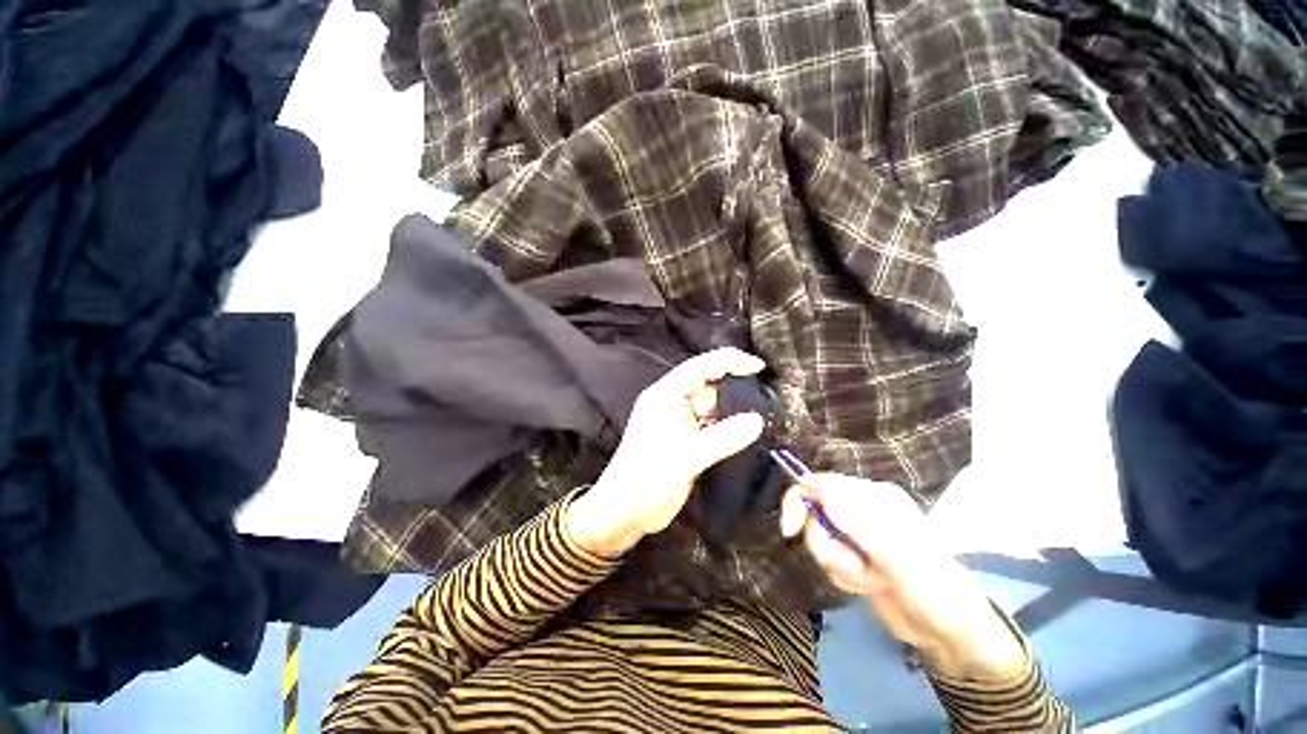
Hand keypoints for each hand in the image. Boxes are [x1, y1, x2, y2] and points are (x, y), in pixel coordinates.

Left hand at [566, 348, 766, 557]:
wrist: (625, 512)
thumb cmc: (648, 478)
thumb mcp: (688, 455)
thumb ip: (724, 437)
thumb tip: (758, 420)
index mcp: (666, 394)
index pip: (701, 366)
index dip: (730, 362)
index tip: (759, 367)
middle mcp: (673, 402)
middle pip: (710, 386)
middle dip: (736, 389)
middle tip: (767, 399)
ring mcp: (681, 422)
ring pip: (714, 407)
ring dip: (735, 411)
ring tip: (764, 417)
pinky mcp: (687, 440)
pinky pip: (713, 426)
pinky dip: (729, 428)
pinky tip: (749, 434)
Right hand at [780, 475, 1025, 680]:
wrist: (950, 632)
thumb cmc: (931, 587)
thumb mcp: (896, 552)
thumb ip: (856, 518)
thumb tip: (818, 488)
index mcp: (872, 496)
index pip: (819, 483)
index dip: (798, 501)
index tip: (790, 532)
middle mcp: (861, 509)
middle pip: (815, 515)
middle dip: (829, 547)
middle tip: (857, 566)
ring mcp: (858, 535)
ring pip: (820, 541)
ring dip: (841, 566)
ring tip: (871, 579)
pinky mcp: (856, 557)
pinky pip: (830, 561)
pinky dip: (844, 577)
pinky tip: (869, 586)